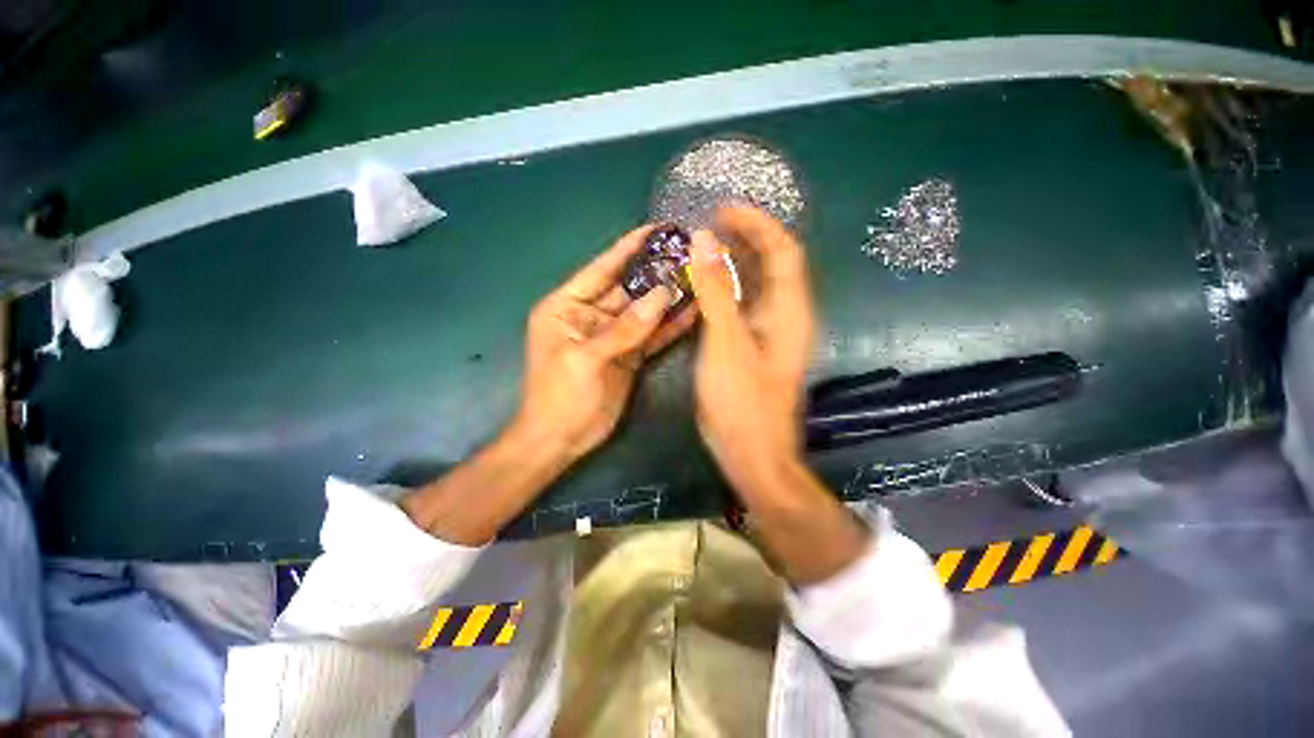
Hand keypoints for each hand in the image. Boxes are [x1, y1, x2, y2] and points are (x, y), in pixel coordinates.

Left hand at [515, 225, 696, 462]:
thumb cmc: (559, 396)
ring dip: (667, 298)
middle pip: (627, 289)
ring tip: (696, 278)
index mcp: (567, 307)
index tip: (655, 230)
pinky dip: (669, 327)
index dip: (627, 249)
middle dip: (655, 273)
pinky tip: (692, 313)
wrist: (561, 440)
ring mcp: (613, 337)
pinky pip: (651, 336)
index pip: (600, 269)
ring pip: (644, 312)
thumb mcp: (586, 358)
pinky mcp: (629, 356)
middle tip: (687, 255)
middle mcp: (591, 316)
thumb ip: (624, 328)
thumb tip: (662, 295)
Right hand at [688, 207, 866, 582]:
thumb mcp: (725, 343)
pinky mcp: (757, 347)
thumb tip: (703, 242)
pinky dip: (727, 290)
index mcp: (789, 311)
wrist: (753, 453)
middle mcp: (787, 316)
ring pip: (758, 286)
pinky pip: (746, 307)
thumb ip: (715, 292)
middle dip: (746, 239)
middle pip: (773, 264)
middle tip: (710, 225)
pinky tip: (705, 288)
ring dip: (735, 263)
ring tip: (704, 249)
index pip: (783, 250)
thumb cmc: (741, 402)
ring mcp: (772, 333)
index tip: (723, 210)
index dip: (758, 224)